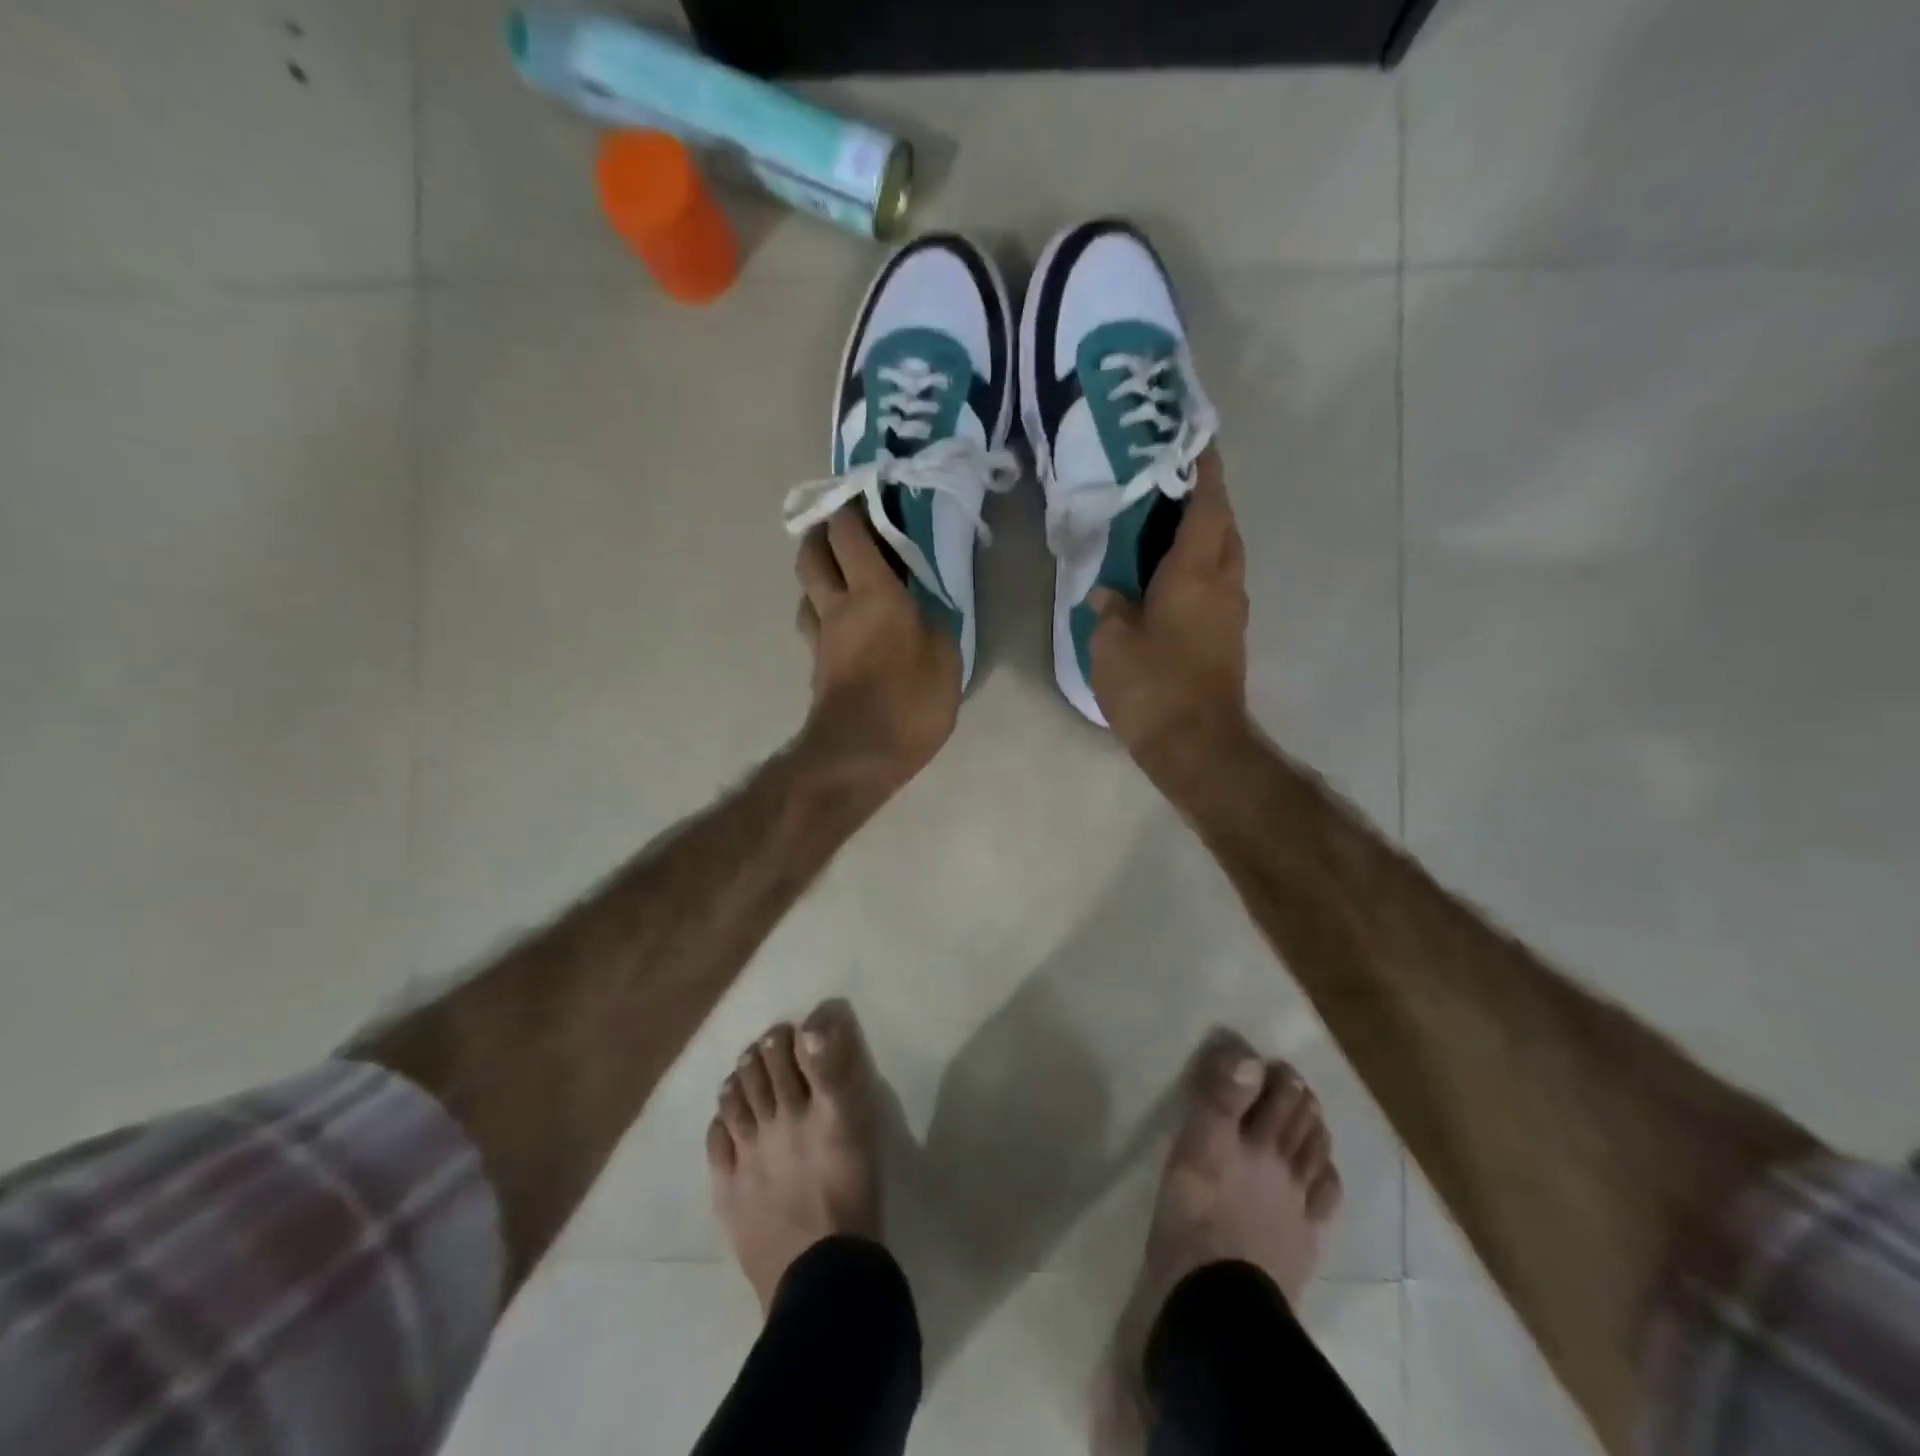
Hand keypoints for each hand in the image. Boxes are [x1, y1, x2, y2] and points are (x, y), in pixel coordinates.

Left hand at [794, 506, 960, 789]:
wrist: (860, 755)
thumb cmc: (910, 701)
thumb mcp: (945, 656)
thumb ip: (933, 621)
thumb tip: (919, 608)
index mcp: (872, 593)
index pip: (849, 533)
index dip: (852, 508)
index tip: (866, 495)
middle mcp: (837, 606)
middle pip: (810, 554)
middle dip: (821, 533)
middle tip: (842, 530)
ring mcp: (820, 638)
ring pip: (805, 591)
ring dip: (817, 574)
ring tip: (841, 577)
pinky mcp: (816, 666)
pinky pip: (813, 624)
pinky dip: (823, 611)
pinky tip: (842, 623)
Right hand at [1088, 451, 1251, 773]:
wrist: (1197, 745)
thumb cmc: (1153, 686)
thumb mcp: (1112, 644)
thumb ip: (1110, 608)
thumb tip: (1107, 591)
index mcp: (1195, 573)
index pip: (1208, 506)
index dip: (1204, 471)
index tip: (1197, 443)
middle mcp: (1222, 584)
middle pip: (1224, 527)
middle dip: (1206, 501)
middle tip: (1170, 488)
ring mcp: (1230, 613)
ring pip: (1224, 558)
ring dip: (1205, 537)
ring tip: (1165, 531)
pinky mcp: (1228, 638)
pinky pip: (1217, 586)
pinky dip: (1200, 570)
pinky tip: (1168, 580)